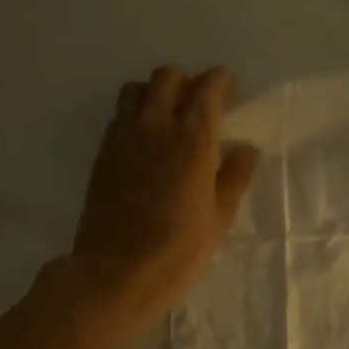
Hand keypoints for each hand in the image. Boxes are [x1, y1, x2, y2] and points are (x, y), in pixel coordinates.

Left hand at [68, 65, 259, 330]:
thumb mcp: (220, 217)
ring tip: (166, 116)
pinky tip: (144, 141)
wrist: (117, 271)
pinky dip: (134, 115)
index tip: (229, 86)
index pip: (207, 87)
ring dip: (154, 92)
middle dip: (186, 81)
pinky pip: (119, 116)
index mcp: (193, 138)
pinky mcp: (102, 153)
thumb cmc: (180, 249)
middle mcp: (156, 125)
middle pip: (167, 77)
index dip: (220, 80)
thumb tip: (246, 149)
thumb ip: (235, 176)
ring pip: (135, 89)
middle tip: (198, 102)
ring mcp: (123, 137)